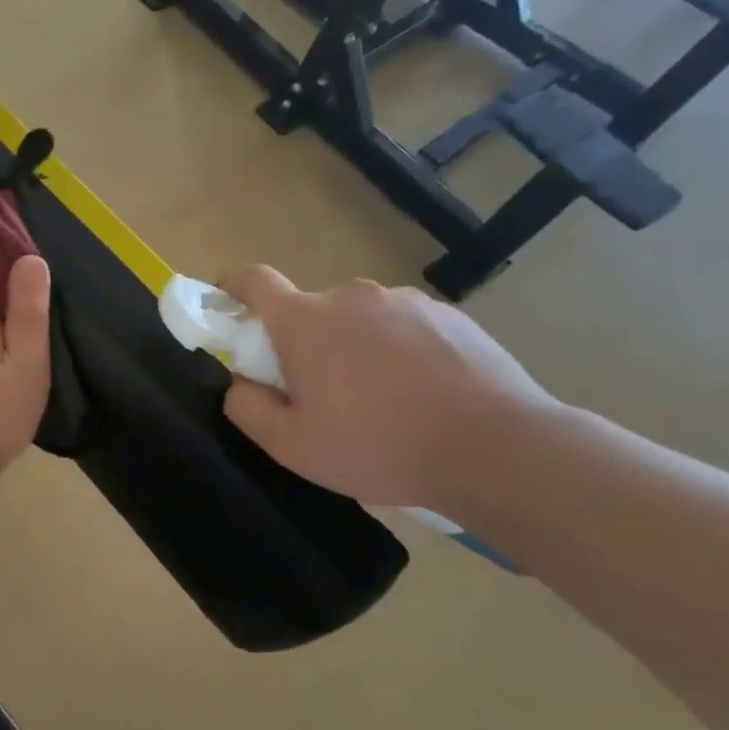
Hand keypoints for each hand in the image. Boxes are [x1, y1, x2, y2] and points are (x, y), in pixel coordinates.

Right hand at [220, 267, 555, 509]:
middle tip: (322, 395)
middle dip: (304, 344)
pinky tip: (423, 395)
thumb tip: (240, 383)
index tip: (230, 315)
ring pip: (358, 320)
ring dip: (354, 348)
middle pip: (309, 310)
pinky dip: (399, 352)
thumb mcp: (293, 446)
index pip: (254, 280)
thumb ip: (247, 408)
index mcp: (305, 321)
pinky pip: (404, 327)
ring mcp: (404, 301)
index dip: (233, 291)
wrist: (497, 449)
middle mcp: (351, 297)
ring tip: (383, 402)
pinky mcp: (449, 315)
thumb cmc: (380, 446)